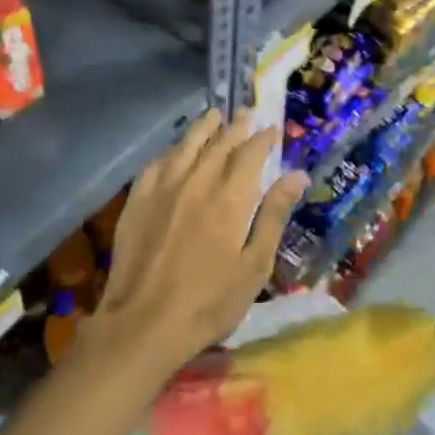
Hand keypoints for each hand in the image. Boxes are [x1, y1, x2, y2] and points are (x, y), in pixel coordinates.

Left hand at [90, 110, 306, 375]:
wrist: (144, 322)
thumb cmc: (210, 301)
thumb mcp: (254, 265)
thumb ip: (274, 215)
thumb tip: (297, 174)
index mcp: (230, 197)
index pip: (250, 154)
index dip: (262, 138)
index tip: (272, 128)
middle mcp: (197, 182)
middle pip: (219, 144)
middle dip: (236, 126)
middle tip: (247, 112)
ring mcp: (163, 189)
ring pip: (186, 146)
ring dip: (203, 128)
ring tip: (214, 116)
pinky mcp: (137, 201)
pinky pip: (157, 163)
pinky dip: (172, 150)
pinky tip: (175, 150)